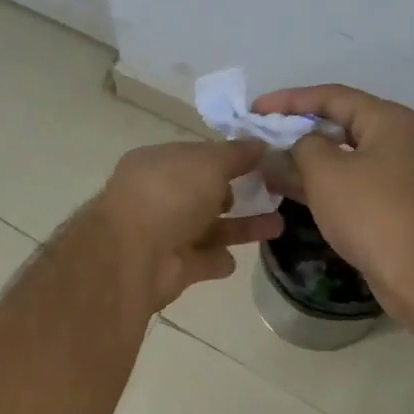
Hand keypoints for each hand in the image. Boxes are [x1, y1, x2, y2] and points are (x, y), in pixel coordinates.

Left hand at [92, 139, 282, 312]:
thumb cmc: (169, 195)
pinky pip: (202, 261)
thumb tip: (260, 144)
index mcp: (157, 164)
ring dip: (241, 227)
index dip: (229, 157)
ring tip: (280, 224)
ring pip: (209, 228)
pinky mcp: (172, 268)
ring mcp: (163, 234)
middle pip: (203, 193)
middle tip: (276, 193)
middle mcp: (157, 197)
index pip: (197, 156)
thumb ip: (236, 154)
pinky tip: (238, 258)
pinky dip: (218, 260)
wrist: (133, 256)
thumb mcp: (208, 162)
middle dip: (237, 193)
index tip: (265, 160)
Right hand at [251, 85, 413, 302]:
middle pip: (338, 123)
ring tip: (265, 163)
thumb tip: (297, 145)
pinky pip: (347, 181)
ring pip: (341, 156)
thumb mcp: (325, 171)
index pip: (331, 96)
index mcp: (387, 120)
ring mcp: (395, 174)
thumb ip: (301, 147)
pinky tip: (287, 189)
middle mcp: (396, 140)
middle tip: (259, 135)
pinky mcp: (390, 204)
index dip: (288, 99)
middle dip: (295, 129)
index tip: (254, 109)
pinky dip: (318, 182)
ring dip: (303, 159)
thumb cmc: (372, 211)